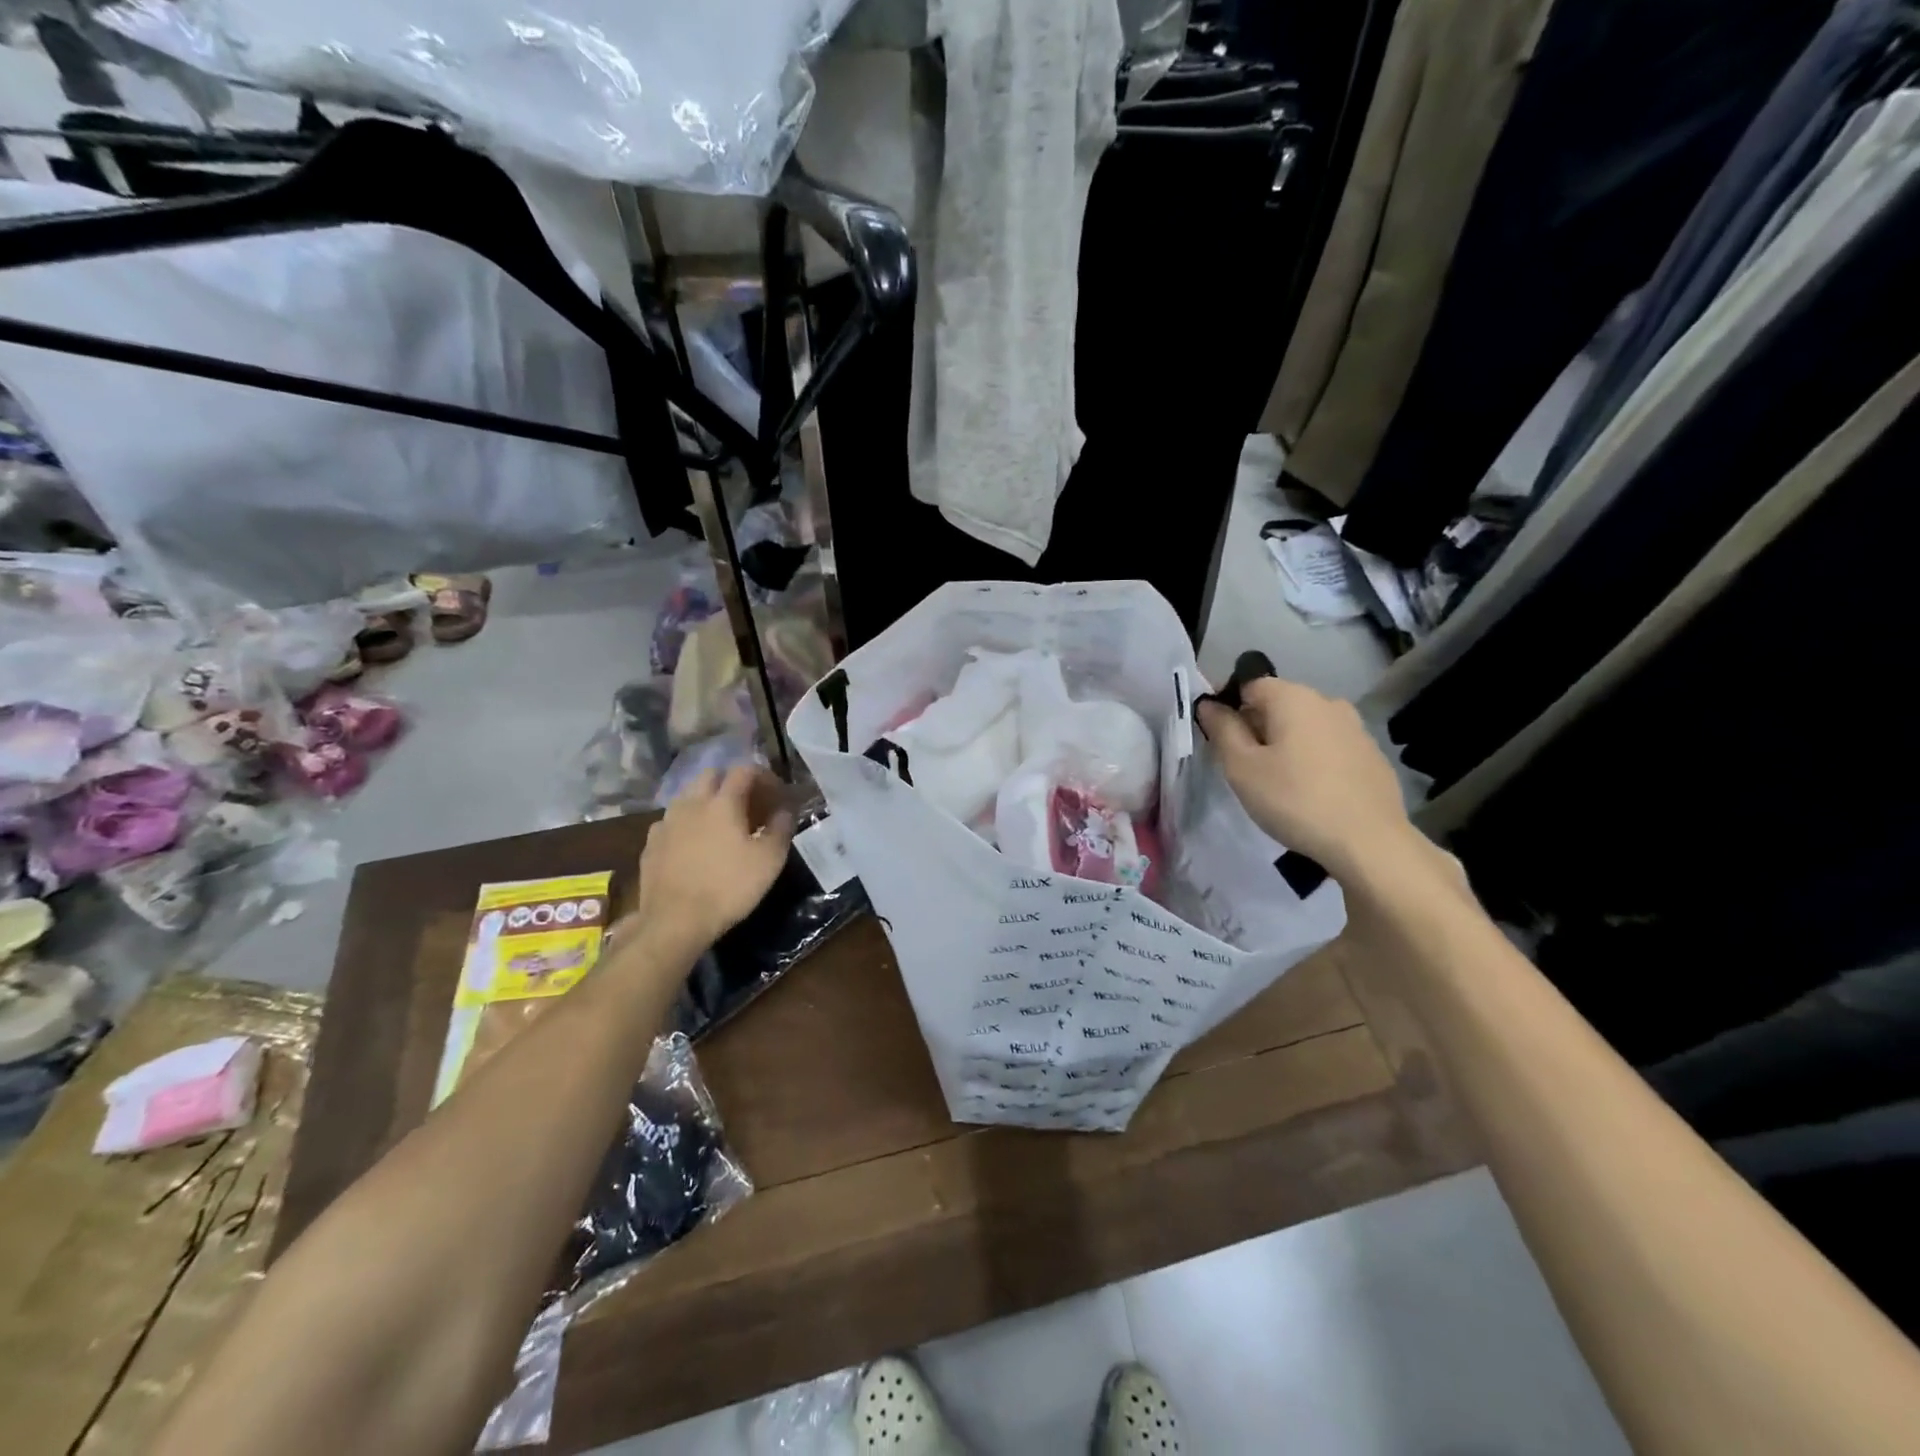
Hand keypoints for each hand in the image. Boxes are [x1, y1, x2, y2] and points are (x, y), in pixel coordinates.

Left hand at [631, 766, 794, 955]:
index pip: (745, 770)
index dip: (764, 776)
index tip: (776, 794)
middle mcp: (692, 803)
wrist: (674, 921)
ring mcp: (667, 822)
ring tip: (721, 824)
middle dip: (732, 781)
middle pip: (712, 775)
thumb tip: (785, 809)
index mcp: (723, 802)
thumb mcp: (770, 860)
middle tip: (748, 804)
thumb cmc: (729, 887)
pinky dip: (687, 823)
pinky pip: (672, 821)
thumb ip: (781, 827)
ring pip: (688, 796)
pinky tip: (694, 844)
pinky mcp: (651, 843)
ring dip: (707, 800)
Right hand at [1195, 677, 1421, 884]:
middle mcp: (1328, 703)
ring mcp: (1356, 729)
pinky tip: (1312, 792)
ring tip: (1278, 781)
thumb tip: (1208, 704)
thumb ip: (1222, 730)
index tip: (1219, 739)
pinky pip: (1330, 748)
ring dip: (1287, 744)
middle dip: (1257, 727)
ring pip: (1306, 727)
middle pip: (1280, 704)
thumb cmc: (1294, 800)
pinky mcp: (1373, 756)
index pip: (1250, 685)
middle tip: (1244, 766)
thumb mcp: (1242, 768)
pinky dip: (1314, 760)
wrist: (1369, 842)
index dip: (1228, 707)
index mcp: (1293, 698)